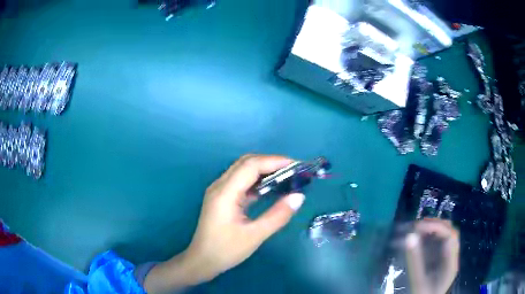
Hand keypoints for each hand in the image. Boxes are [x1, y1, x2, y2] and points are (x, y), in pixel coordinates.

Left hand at [145, 155, 304, 292]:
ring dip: (264, 169)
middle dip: (271, 162)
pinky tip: (270, 188)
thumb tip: (299, 196)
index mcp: (225, 193)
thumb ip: (277, 215)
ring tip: (285, 176)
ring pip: (242, 169)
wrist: (202, 260)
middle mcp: (219, 185)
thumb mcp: (254, 236)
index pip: (251, 165)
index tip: (296, 166)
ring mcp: (219, 190)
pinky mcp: (221, 197)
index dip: (274, 161)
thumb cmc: (226, 250)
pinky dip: (257, 179)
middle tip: (293, 170)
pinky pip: (240, 181)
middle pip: (246, 162)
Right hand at [405, 219, 459, 293]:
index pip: (450, 236)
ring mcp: (449, 258)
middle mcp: (453, 257)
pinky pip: (440, 243)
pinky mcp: (442, 260)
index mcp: (451, 263)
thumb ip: (415, 261)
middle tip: (417, 226)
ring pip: (446, 235)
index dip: (436, 227)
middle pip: (451, 232)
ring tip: (417, 229)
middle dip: (435, 225)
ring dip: (434, 229)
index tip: (418, 227)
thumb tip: (409, 237)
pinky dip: (431, 237)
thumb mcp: (417, 281)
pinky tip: (421, 238)